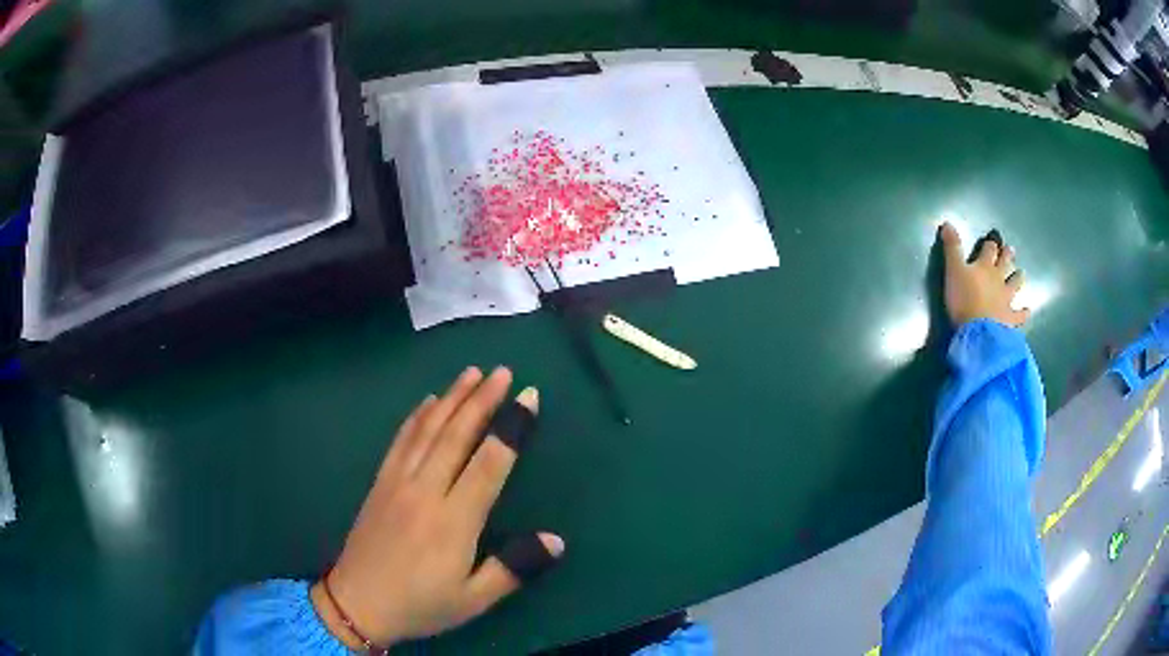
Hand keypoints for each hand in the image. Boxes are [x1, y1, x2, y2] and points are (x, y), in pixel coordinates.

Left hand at [311, 366, 562, 647]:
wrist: (357, 604)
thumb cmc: (420, 605)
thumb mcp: (473, 599)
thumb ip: (514, 568)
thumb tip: (557, 540)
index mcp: (454, 521)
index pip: (489, 464)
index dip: (512, 427)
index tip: (529, 397)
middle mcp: (426, 492)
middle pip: (458, 435)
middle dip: (483, 399)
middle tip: (503, 371)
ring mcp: (398, 482)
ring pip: (428, 430)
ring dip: (452, 398)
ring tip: (472, 373)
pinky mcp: (380, 482)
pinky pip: (401, 440)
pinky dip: (417, 416)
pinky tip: (428, 400)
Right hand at [939, 223, 1030, 327]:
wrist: (977, 331)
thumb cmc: (963, 299)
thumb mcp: (953, 270)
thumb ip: (952, 248)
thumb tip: (948, 223)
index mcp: (985, 266)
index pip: (989, 250)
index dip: (991, 244)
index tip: (992, 240)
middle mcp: (999, 279)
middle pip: (1005, 263)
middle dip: (1007, 255)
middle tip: (1011, 249)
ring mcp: (1006, 299)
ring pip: (1015, 285)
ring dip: (1018, 278)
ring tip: (1021, 274)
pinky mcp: (1010, 318)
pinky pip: (1019, 314)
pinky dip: (1024, 312)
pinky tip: (1027, 311)